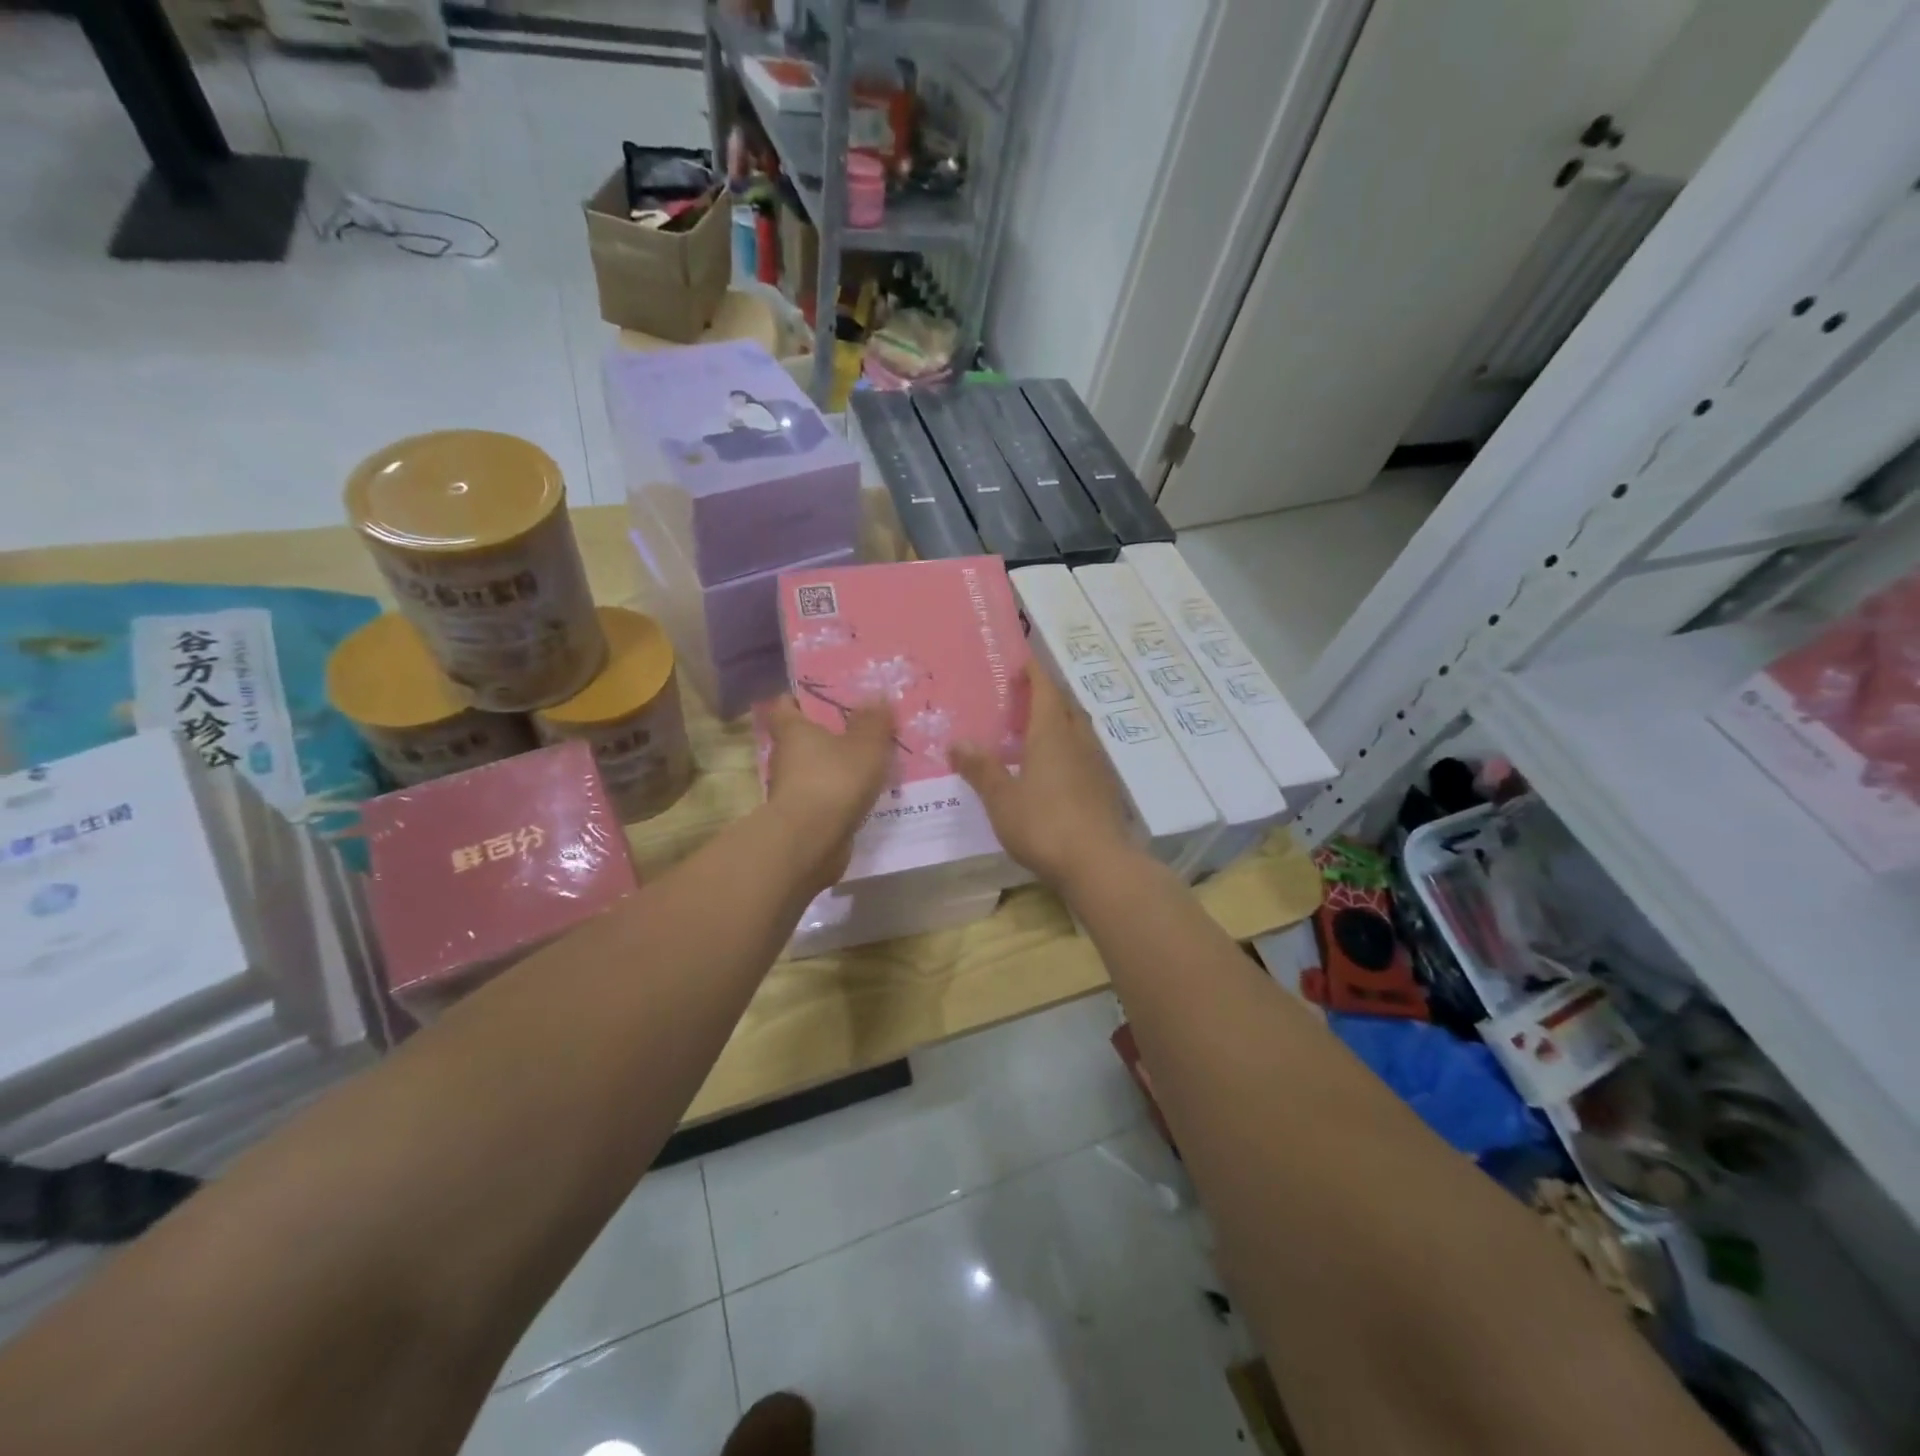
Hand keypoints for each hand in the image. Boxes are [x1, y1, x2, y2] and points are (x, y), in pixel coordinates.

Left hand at [761, 693, 894, 891]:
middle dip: (827, 734)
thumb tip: (877, 696)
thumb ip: (874, 721)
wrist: (811, 841)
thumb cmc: (834, 780)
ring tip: (869, 762)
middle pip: (802, 738)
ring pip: (814, 769)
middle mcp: (785, 757)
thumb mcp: (866, 744)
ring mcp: (791, 790)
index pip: (785, 705)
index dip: (800, 698)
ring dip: (835, 767)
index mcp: (793, 730)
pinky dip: (839, 794)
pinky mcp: (803, 818)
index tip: (823, 696)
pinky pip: (824, 796)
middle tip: (860, 727)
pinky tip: (865, 794)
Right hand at [949, 662, 1135, 889]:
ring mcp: (1095, 765)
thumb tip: (957, 742)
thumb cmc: (1044, 825)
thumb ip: (981, 769)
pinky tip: (1055, 769)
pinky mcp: (1104, 789)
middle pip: (1065, 707)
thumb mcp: (1002, 799)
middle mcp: (1078, 742)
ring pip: (1078, 731)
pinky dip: (1068, 749)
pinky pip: (1084, 755)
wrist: (1098, 863)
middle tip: (1023, 697)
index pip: (1045, 691)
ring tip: (1037, 730)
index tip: (1022, 660)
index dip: (1034, 673)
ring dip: (1059, 723)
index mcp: (1052, 735)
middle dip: (1047, 696)